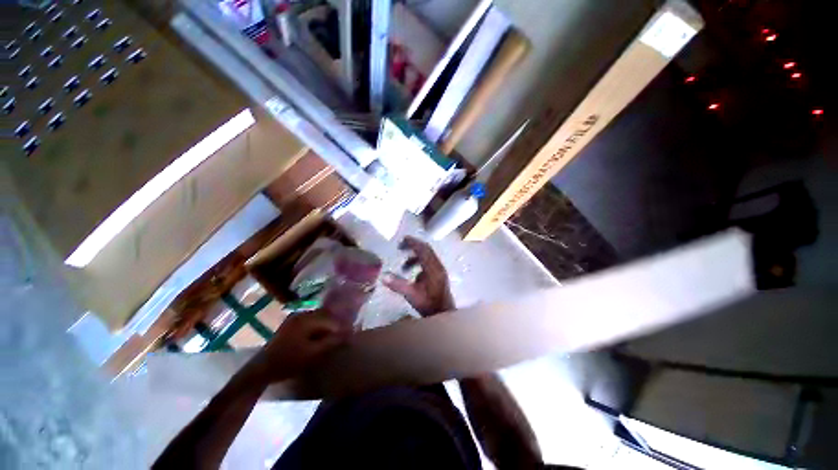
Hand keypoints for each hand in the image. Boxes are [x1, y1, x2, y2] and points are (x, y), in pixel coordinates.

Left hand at [248, 311, 345, 383]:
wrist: (260, 370)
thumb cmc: (288, 361)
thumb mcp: (313, 353)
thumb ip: (333, 342)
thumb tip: (350, 334)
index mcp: (308, 319)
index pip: (332, 320)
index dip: (342, 329)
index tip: (350, 338)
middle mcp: (302, 313)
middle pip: (326, 317)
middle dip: (335, 327)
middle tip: (342, 339)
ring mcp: (295, 318)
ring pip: (319, 320)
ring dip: (327, 329)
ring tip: (332, 340)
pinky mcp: (291, 324)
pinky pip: (311, 323)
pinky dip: (318, 330)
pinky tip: (319, 339)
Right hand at [382, 236, 454, 316]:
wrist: (442, 313)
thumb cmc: (428, 303)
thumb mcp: (411, 294)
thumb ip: (398, 284)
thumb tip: (383, 276)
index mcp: (432, 268)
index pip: (423, 249)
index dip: (413, 243)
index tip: (403, 239)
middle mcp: (438, 266)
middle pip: (426, 249)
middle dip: (414, 246)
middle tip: (401, 246)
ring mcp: (440, 270)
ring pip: (428, 256)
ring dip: (415, 257)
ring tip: (404, 266)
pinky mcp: (440, 274)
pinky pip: (429, 263)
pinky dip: (420, 263)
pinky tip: (413, 274)